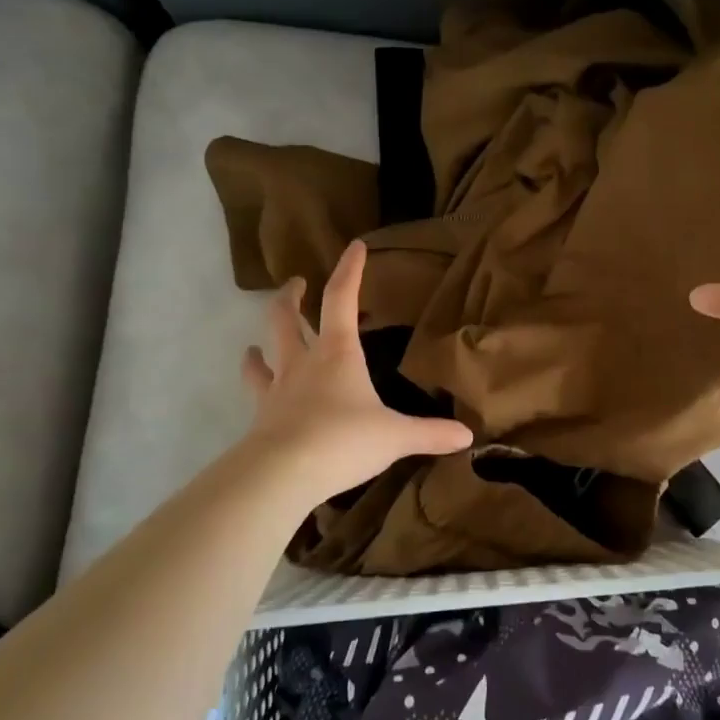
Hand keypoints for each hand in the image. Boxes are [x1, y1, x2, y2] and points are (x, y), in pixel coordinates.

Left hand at [240, 240, 473, 500]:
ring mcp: (277, 387)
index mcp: (338, 353)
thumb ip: (430, 433)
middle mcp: (303, 362)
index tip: (356, 246)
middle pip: (288, 317)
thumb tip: (467, 435)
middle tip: (296, 283)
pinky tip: (253, 374)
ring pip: (265, 349)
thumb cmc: (343, 441)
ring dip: (266, 337)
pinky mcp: (261, 415)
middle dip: (292, 296)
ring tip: (262, 337)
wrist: (281, 473)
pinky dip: (254, 375)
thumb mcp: (395, 437)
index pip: (341, 298)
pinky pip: (256, 387)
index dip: (350, 270)